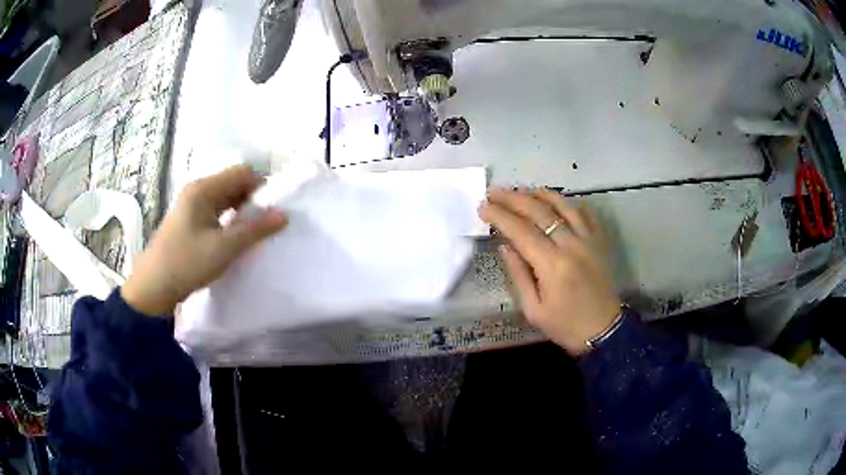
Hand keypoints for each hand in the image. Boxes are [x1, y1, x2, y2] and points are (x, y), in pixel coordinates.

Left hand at [121, 165, 288, 315]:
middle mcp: (197, 191)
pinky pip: (216, 212)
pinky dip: (229, 220)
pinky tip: (236, 237)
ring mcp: (191, 206)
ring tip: (256, 231)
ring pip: (225, 199)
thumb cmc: (187, 263)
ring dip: (242, 211)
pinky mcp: (189, 222)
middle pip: (233, 183)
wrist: (153, 287)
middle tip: (269, 222)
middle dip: (253, 199)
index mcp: (204, 189)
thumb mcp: (224, 248)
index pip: (241, 173)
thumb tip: (284, 215)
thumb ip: (255, 230)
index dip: (261, 185)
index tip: (276, 208)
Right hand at [478, 189, 620, 354]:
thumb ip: (519, 275)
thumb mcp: (534, 309)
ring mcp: (589, 240)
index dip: (500, 216)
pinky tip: (556, 200)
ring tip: (522, 189)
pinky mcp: (600, 241)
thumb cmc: (565, 325)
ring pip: (564, 206)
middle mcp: (571, 245)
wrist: (603, 331)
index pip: (521, 231)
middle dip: (514, 199)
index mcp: (552, 265)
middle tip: (494, 192)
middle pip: (540, 212)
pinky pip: (585, 214)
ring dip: (540, 194)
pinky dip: (569, 203)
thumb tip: (505, 246)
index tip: (483, 207)